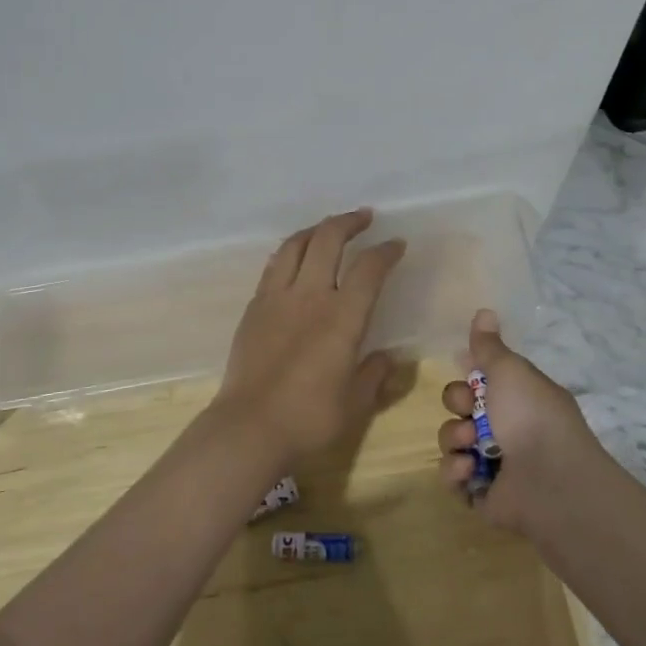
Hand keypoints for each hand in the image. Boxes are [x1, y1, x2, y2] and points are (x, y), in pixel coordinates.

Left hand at [213, 209, 406, 468]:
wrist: (249, 427)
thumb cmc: (309, 419)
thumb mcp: (355, 403)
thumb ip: (374, 374)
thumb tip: (387, 357)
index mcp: (342, 317)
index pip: (368, 268)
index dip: (385, 251)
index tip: (397, 244)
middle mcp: (310, 296)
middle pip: (328, 239)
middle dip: (349, 222)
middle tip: (364, 218)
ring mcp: (277, 297)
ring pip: (296, 244)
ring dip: (316, 229)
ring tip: (328, 229)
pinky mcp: (254, 307)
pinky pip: (274, 265)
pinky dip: (291, 251)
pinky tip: (295, 257)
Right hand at [437, 309, 604, 535]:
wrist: (550, 481)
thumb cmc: (531, 416)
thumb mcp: (510, 371)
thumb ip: (489, 346)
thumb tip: (485, 310)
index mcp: (518, 397)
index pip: (482, 379)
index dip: (468, 374)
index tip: (464, 367)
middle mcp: (506, 427)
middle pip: (460, 406)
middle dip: (458, 403)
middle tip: (470, 408)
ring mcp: (492, 462)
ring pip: (452, 439)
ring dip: (455, 438)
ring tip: (472, 446)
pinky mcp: (480, 493)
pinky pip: (452, 476)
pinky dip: (456, 471)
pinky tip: (470, 469)